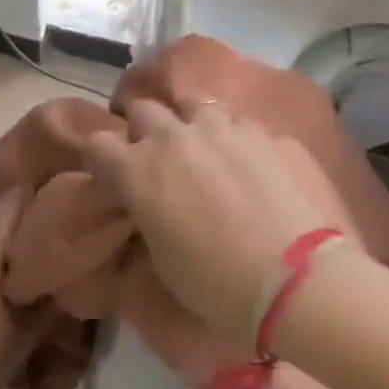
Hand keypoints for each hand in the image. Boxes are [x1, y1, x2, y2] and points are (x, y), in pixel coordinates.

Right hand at [81, 99, 352, 347]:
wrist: (291, 277)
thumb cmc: (214, 284)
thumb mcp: (160, 262)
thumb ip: (144, 221)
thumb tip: (144, 210)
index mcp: (136, 170)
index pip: (97, 144)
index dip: (101, 159)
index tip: (110, 176)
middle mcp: (171, 137)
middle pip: (142, 110)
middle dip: (141, 130)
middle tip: (152, 156)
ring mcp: (217, 127)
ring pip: (188, 104)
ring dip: (185, 121)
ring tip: (196, 145)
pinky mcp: (256, 130)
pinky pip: (230, 117)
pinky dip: (224, 131)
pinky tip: (236, 152)